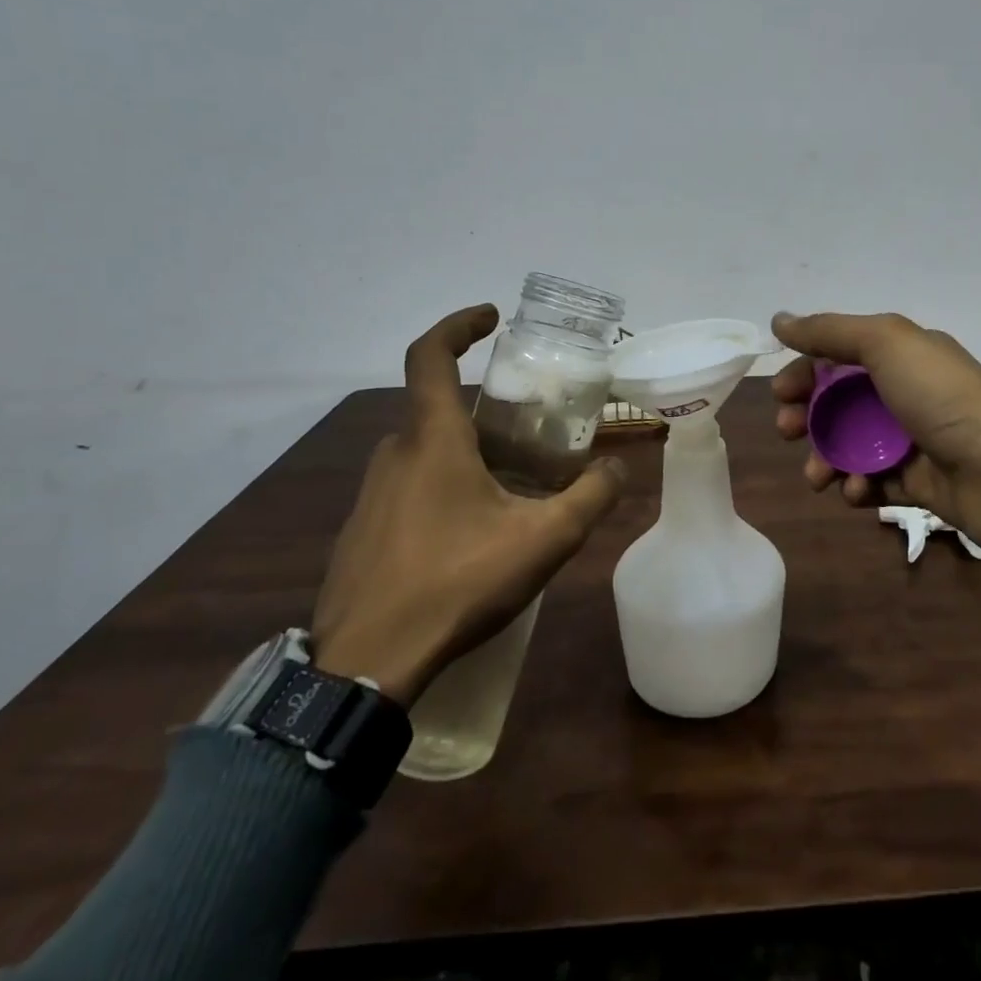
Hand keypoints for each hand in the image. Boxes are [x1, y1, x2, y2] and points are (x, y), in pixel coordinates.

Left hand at [310, 304, 627, 706]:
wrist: (365, 664)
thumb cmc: (455, 583)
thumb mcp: (542, 540)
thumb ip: (590, 497)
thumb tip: (618, 468)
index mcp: (432, 440)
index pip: (430, 355)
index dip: (459, 324)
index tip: (491, 316)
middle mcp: (395, 454)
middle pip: (438, 407)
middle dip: (484, 407)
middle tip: (529, 425)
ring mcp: (371, 495)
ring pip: (425, 450)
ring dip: (466, 450)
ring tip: (511, 482)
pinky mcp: (363, 531)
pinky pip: (409, 487)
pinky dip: (444, 486)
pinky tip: (471, 532)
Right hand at [770, 311, 980, 572]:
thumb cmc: (943, 399)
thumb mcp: (887, 345)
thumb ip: (830, 331)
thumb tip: (779, 320)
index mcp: (904, 354)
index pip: (839, 355)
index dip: (806, 371)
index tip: (780, 392)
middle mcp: (906, 392)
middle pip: (839, 401)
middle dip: (807, 415)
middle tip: (788, 431)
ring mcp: (912, 439)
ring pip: (850, 444)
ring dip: (824, 457)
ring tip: (818, 476)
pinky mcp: (917, 482)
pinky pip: (872, 480)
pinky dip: (857, 485)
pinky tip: (856, 491)